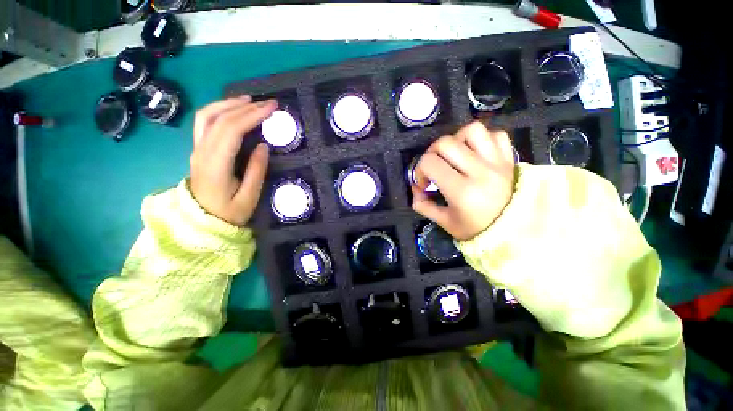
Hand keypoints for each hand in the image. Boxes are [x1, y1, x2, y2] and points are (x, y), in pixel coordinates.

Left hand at [189, 96, 276, 225]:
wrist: (201, 221)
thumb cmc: (228, 213)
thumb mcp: (248, 197)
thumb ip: (256, 171)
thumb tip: (263, 146)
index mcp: (215, 164)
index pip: (231, 130)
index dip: (251, 115)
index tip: (271, 108)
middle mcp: (202, 151)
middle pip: (219, 118)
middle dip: (245, 106)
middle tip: (267, 103)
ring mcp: (197, 149)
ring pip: (207, 116)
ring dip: (228, 103)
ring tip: (249, 100)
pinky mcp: (198, 150)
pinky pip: (205, 123)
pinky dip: (220, 111)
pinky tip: (233, 110)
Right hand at [411, 122, 514, 240]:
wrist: (515, 232)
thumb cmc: (476, 230)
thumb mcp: (445, 222)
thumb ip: (424, 205)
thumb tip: (415, 188)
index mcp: (462, 191)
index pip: (430, 163)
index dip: (419, 170)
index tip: (423, 183)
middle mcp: (480, 171)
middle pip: (446, 143)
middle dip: (432, 153)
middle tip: (434, 166)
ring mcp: (498, 162)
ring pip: (472, 130)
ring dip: (457, 139)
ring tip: (455, 155)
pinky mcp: (509, 159)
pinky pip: (496, 134)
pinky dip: (482, 139)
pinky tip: (475, 153)